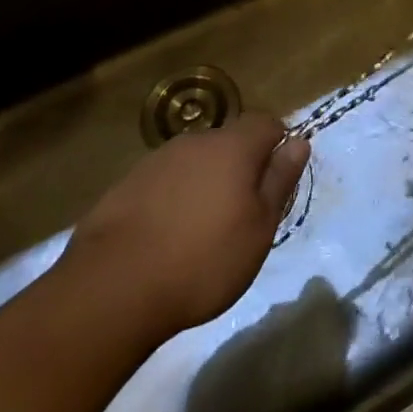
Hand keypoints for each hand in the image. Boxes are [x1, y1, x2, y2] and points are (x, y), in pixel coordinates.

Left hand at [66, 112, 309, 336]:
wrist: (113, 288)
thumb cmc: (203, 260)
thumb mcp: (259, 228)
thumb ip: (280, 180)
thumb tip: (299, 141)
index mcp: (232, 146)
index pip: (266, 123)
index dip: (277, 145)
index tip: (276, 182)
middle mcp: (195, 142)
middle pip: (228, 142)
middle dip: (240, 168)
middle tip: (242, 214)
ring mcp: (155, 161)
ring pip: (194, 163)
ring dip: (204, 184)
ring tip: (200, 232)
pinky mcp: (125, 186)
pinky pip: (163, 183)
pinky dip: (172, 201)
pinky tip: (165, 239)